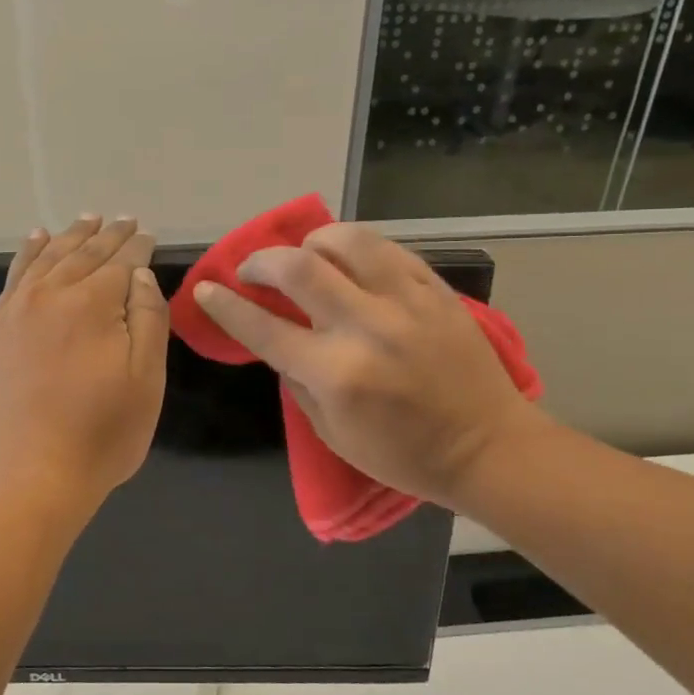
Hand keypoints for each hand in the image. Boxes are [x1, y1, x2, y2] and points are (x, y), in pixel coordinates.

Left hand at [0, 216, 167, 521]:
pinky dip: (27, 254)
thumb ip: (147, 319)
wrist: (26, 479)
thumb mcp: (145, 381)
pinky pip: (12, 278)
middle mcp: (51, 296)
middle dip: (107, 235)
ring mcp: (14, 312)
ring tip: (86, 220)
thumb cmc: (100, 436)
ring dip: (69, 237)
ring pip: (46, 258)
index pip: (121, 262)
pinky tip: (35, 241)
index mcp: (93, 304)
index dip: (138, 246)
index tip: (148, 234)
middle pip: (83, 254)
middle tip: (124, 219)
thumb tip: (140, 275)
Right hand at [194, 224, 544, 506]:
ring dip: (312, 242)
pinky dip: (355, 248)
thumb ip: (298, 382)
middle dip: (261, 261)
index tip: (206, 289)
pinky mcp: (434, 289)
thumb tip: (280, 340)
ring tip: (306, 255)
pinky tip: (349, 261)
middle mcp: (366, 327)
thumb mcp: (332, 434)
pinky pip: (386, 248)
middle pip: (298, 268)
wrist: (486, 446)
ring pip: (346, 240)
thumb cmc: (403, 454)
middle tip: (252, 270)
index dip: (226, 305)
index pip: (263, 327)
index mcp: (336, 373)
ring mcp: (405, 302)